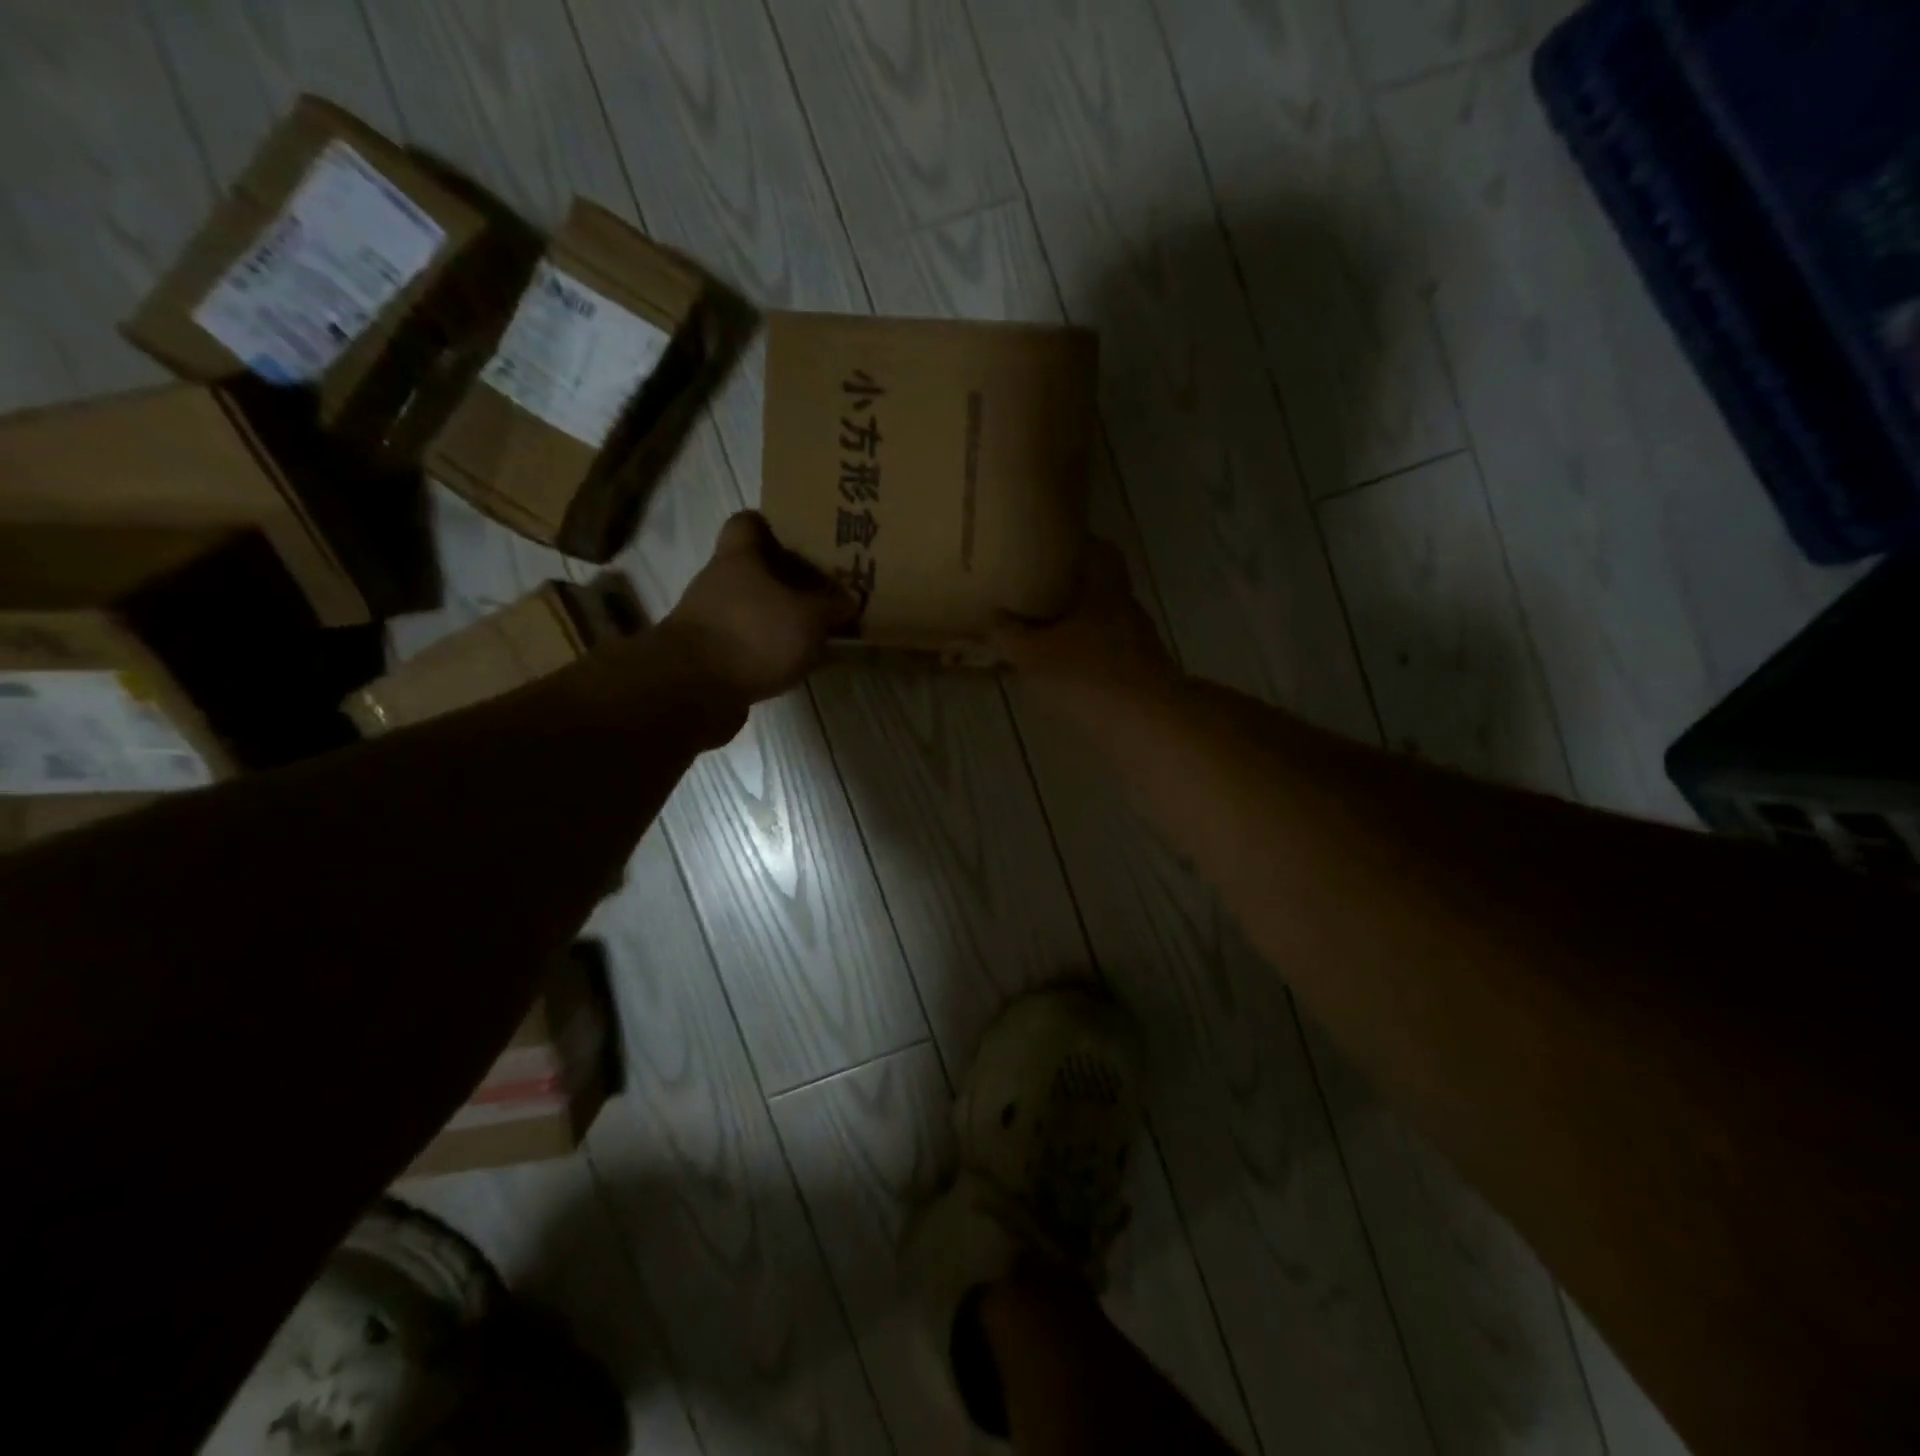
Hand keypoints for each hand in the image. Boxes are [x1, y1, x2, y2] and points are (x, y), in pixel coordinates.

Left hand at [661, 512, 856, 704]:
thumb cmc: (755, 635)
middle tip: (823, 593)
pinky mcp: (709, 656)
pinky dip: (767, 651)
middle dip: (787, 581)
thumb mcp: (810, 618)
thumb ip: (832, 607)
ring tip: (815, 634)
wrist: (694, 690)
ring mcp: (709, 620)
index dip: (774, 527)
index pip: (748, 522)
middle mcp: (718, 582)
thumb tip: (848, 600)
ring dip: (778, 619)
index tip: (803, 542)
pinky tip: (794, 664)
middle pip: (754, 570)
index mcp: (739, 557)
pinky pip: (746, 644)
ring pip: (751, 609)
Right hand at [993, 541, 1175, 687]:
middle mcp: (1127, 611)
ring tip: (1047, 639)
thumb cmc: (1087, 675)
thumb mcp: (1034, 654)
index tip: (1053, 549)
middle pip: (1103, 591)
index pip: (1101, 552)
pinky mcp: (1143, 680)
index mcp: (1105, 591)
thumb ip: (1010, 635)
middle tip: (1039, 597)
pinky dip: (1090, 663)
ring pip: (1106, 627)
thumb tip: (993, 618)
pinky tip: (1067, 677)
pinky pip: (1110, 660)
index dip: (1079, 547)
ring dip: (1081, 631)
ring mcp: (1140, 647)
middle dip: (1073, 594)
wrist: (1146, 727)